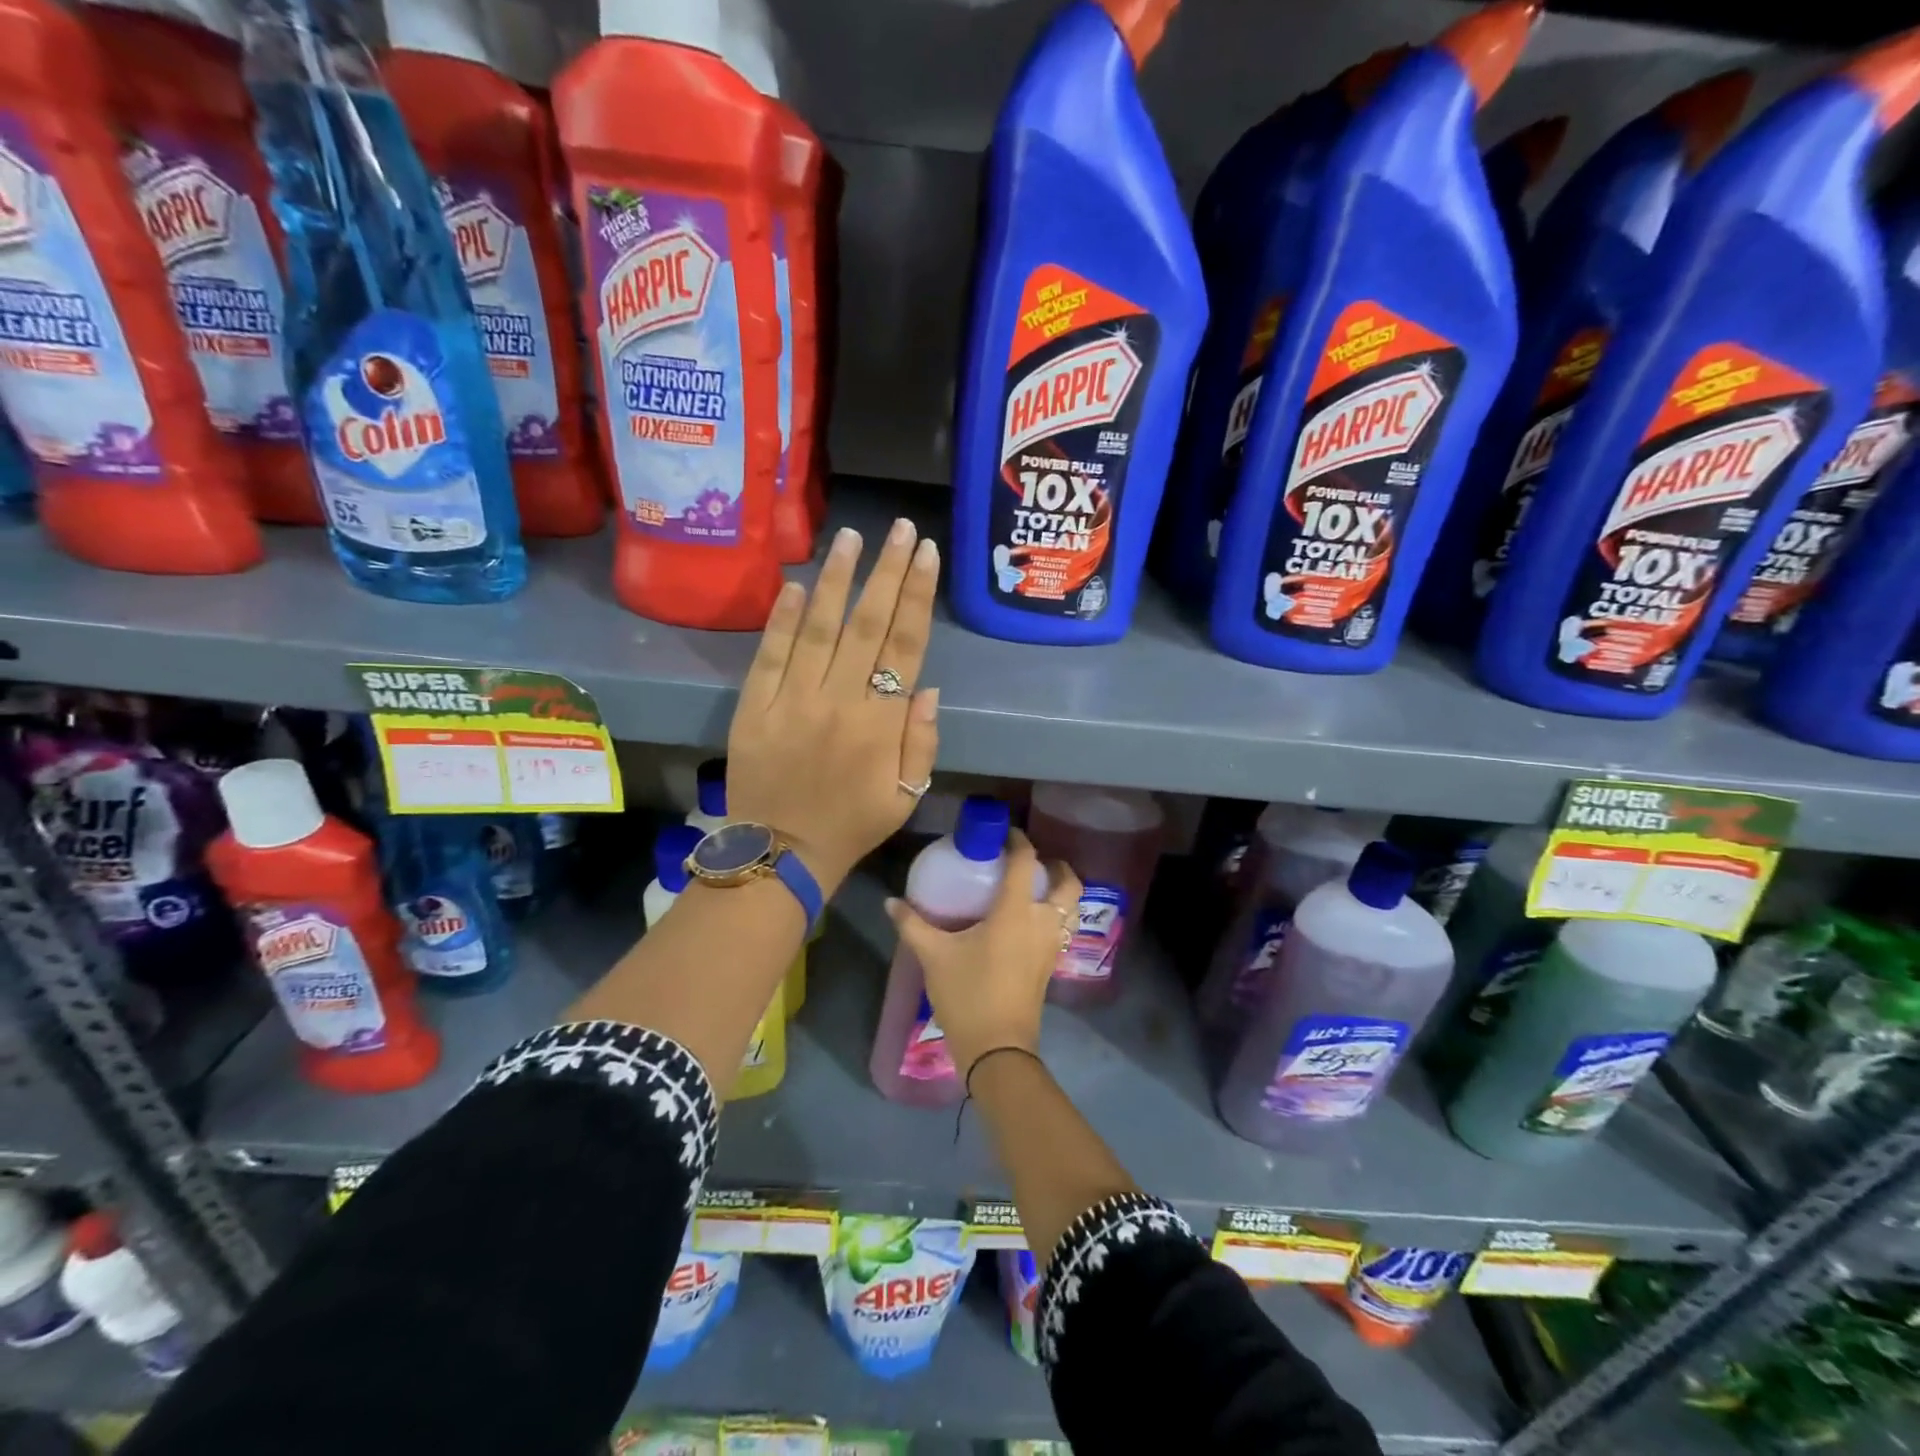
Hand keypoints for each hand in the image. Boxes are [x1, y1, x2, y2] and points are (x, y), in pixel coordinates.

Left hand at [726, 519, 940, 892]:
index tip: (925, 554)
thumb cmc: (853, 825)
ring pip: (819, 628)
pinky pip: (769, 655)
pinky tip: (796, 584)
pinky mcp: (754, 707)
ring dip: (836, 580)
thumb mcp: (907, 794)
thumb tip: (926, 685)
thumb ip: (921, 740)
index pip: (904, 645)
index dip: (916, 595)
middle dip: (886, 572)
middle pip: (866, 624)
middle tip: (898, 528)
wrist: (782, 855)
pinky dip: (782, 619)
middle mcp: (839, 700)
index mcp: (880, 723)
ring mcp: (792, 700)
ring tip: (850, 538)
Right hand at [885, 830, 1080, 1076]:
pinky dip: (1056, 915)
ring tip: (1037, 888)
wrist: (997, 1049)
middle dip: (1056, 866)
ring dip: (1062, 891)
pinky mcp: (1052, 965)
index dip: (1018, 840)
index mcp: (1016, 912)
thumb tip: (890, 902)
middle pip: (1068, 883)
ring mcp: (1052, 946)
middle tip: (1032, 862)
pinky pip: (1064, 928)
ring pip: (1072, 907)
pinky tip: (1030, 922)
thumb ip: (912, 924)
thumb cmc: (967, 994)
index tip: (1004, 833)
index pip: (1027, 862)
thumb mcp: (934, 956)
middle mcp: (1042, 922)